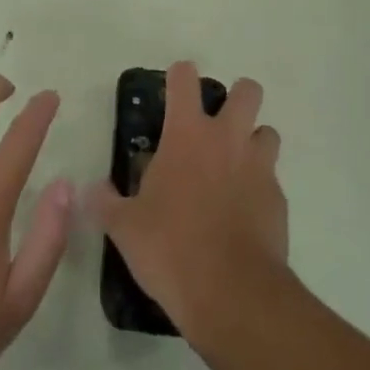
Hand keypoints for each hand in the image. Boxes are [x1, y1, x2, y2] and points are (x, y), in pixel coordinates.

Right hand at [89, 61, 288, 351]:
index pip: (185, 79)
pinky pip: (271, 178)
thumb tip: (91, 190)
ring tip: (233, 168)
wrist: (232, 293)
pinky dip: (258, 186)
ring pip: (267, 132)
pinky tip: (242, 213)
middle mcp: (228, 140)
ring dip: (252, 141)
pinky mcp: (279, 199)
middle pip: (247, 91)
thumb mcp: (124, 227)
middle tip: (215, 126)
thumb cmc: (170, 248)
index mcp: (187, 135)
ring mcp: (259, 167)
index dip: (178, 76)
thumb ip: (106, 202)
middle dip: (236, 97)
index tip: (172, 90)